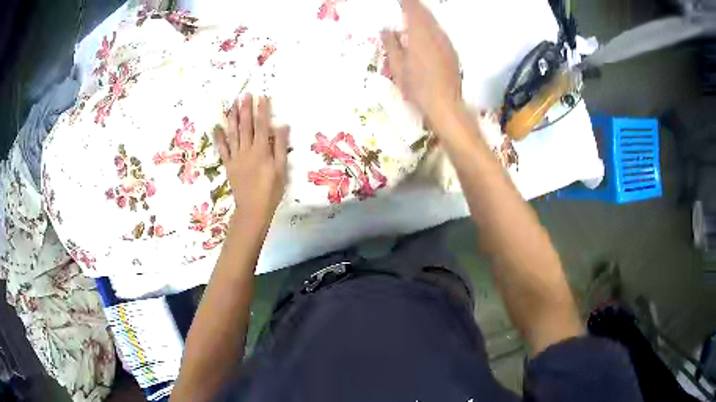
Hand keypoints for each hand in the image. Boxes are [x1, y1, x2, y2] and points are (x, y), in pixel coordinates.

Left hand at [214, 94, 288, 224]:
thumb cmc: (271, 190)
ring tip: (232, 104)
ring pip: (233, 133)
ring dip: (232, 118)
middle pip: (246, 126)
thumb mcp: (281, 169)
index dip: (262, 110)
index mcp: (261, 151)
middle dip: (245, 109)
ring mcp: (235, 157)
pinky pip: (223, 149)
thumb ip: (280, 147)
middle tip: (245, 94)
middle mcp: (246, 150)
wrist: (253, 209)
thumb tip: (282, 125)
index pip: (262, 125)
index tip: (262, 96)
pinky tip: (217, 127)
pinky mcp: (229, 164)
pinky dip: (219, 137)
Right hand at [382, 0, 461, 123]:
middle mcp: (435, 34)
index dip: (406, 2)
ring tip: (413, 17)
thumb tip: (386, 30)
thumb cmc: (417, 87)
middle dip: (415, 7)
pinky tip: (425, 35)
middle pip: (426, 13)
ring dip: (424, 17)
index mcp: (419, 34)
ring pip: (434, 22)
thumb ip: (391, 44)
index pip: (412, 9)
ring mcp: (446, 43)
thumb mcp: (397, 67)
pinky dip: (431, 28)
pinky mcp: (452, 52)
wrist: (445, 105)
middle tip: (405, 5)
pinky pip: (440, 32)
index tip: (400, 1)